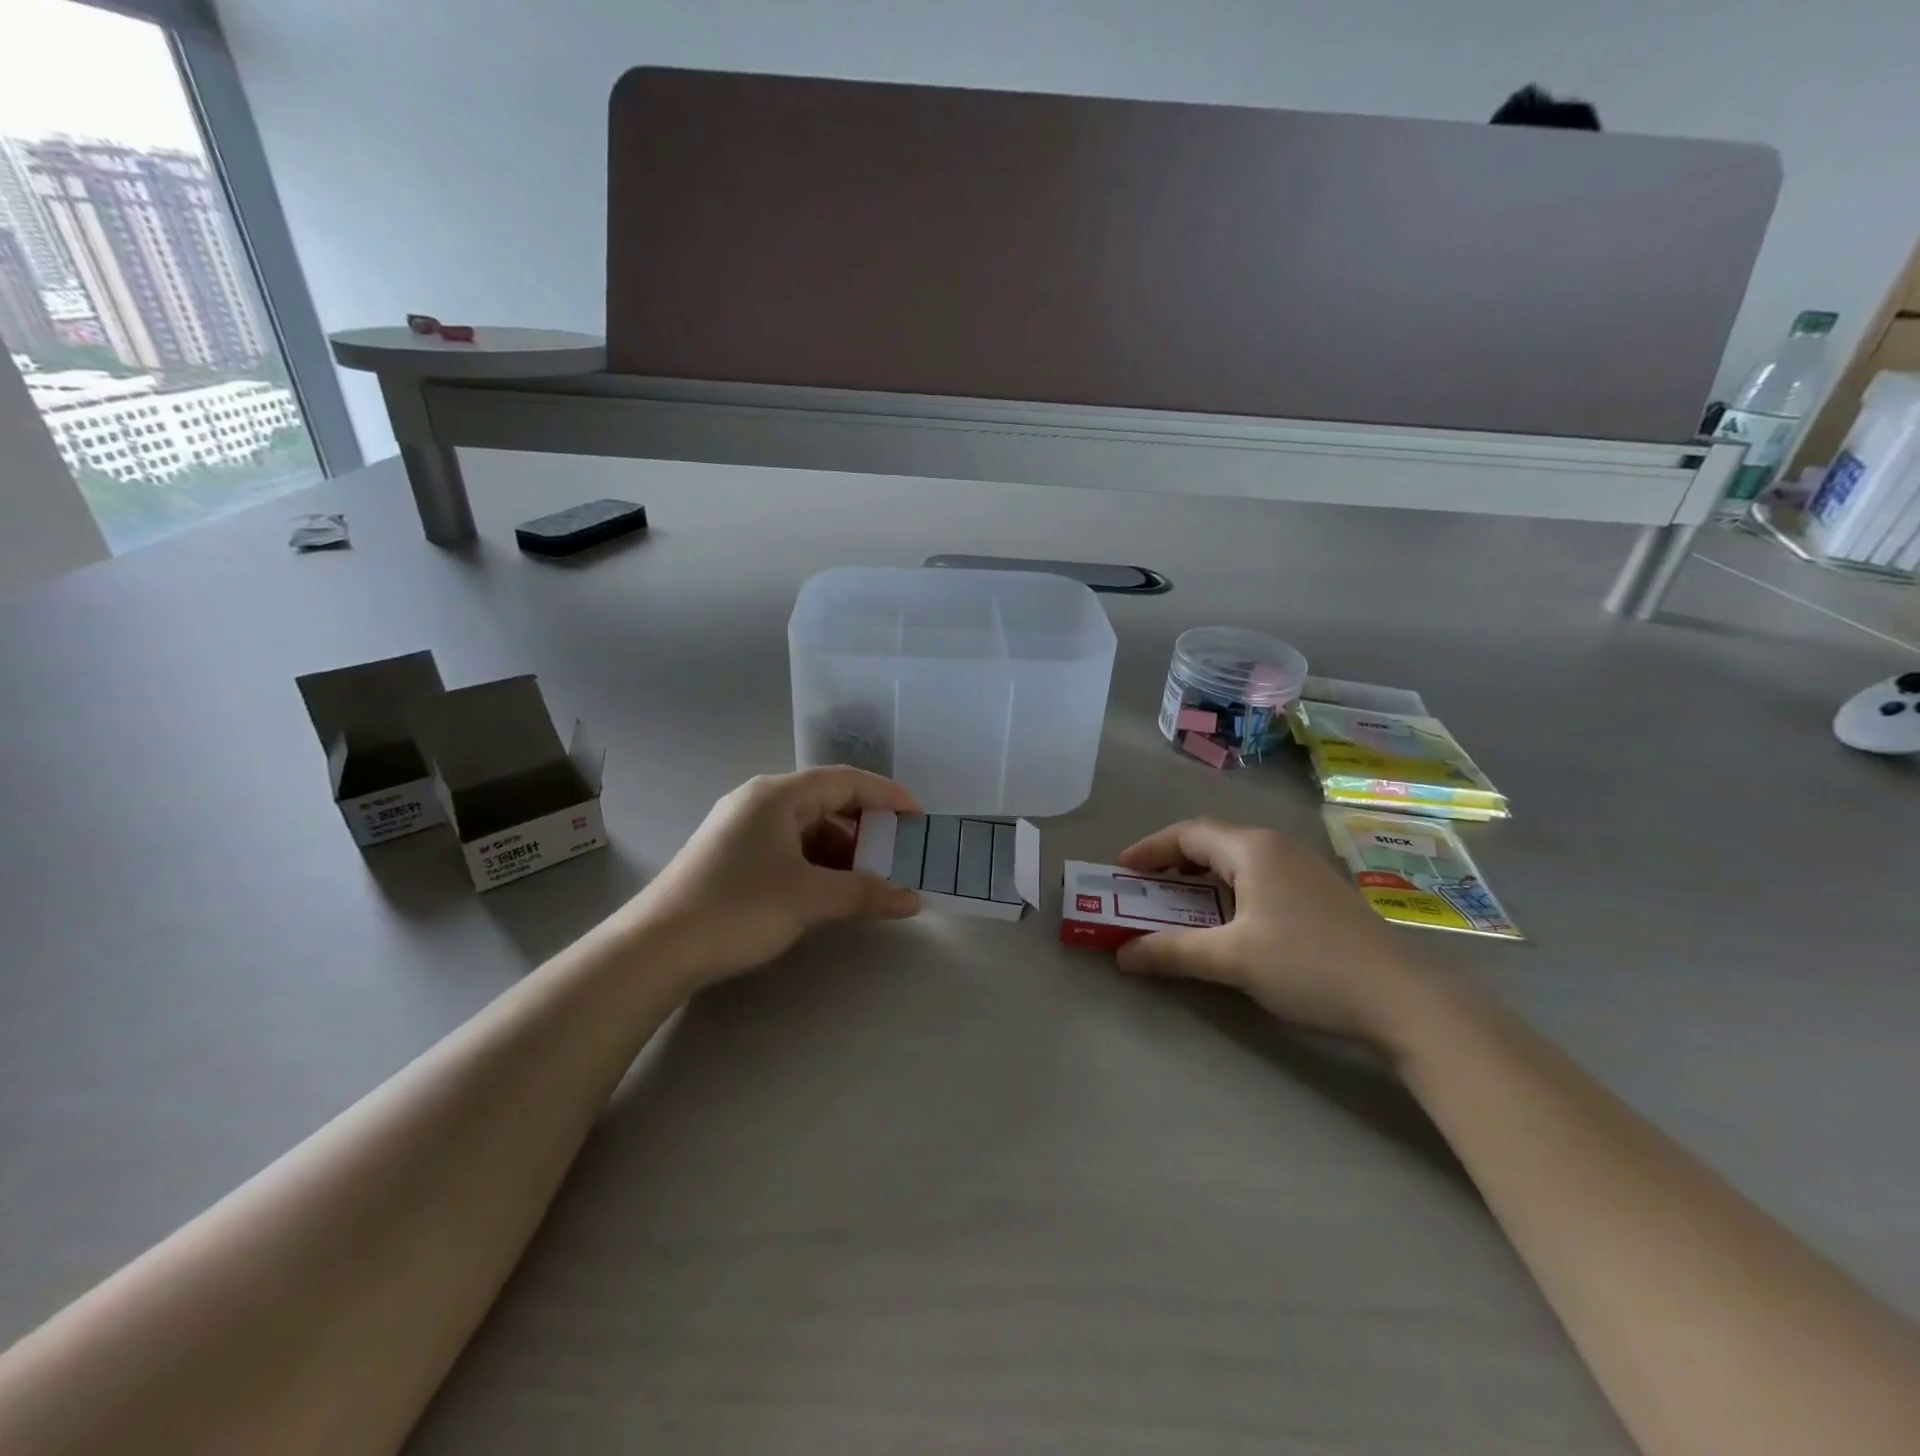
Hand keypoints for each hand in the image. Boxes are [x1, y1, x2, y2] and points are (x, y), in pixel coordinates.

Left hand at [627, 768, 922, 986]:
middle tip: (898, 854)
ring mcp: (742, 828)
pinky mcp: (732, 855)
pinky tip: (830, 890)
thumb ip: (865, 893)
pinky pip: (788, 847)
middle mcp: (759, 801)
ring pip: (807, 828)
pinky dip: (816, 864)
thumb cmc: (738, 907)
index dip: (888, 795)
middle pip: (827, 802)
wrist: (656, 948)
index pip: (846, 780)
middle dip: (867, 827)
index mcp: (778, 795)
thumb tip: (912, 899)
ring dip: (842, 850)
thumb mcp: (809, 898)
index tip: (919, 818)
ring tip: (870, 879)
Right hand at [1113, 818, 1436, 1046]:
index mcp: (1254, 848)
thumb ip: (1172, 952)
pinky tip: (1230, 920)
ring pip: (1238, 859)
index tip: (1121, 871)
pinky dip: (1229, 888)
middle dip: (1173, 862)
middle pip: (1213, 841)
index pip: (1188, 833)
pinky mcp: (1321, 893)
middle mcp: (1278, 847)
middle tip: (1145, 889)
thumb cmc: (1308, 965)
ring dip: (1202, 877)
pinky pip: (1260, 876)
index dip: (1150, 849)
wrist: (1403, 998)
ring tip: (1180, 904)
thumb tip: (1123, 954)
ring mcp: (1305, 868)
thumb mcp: (1232, 959)